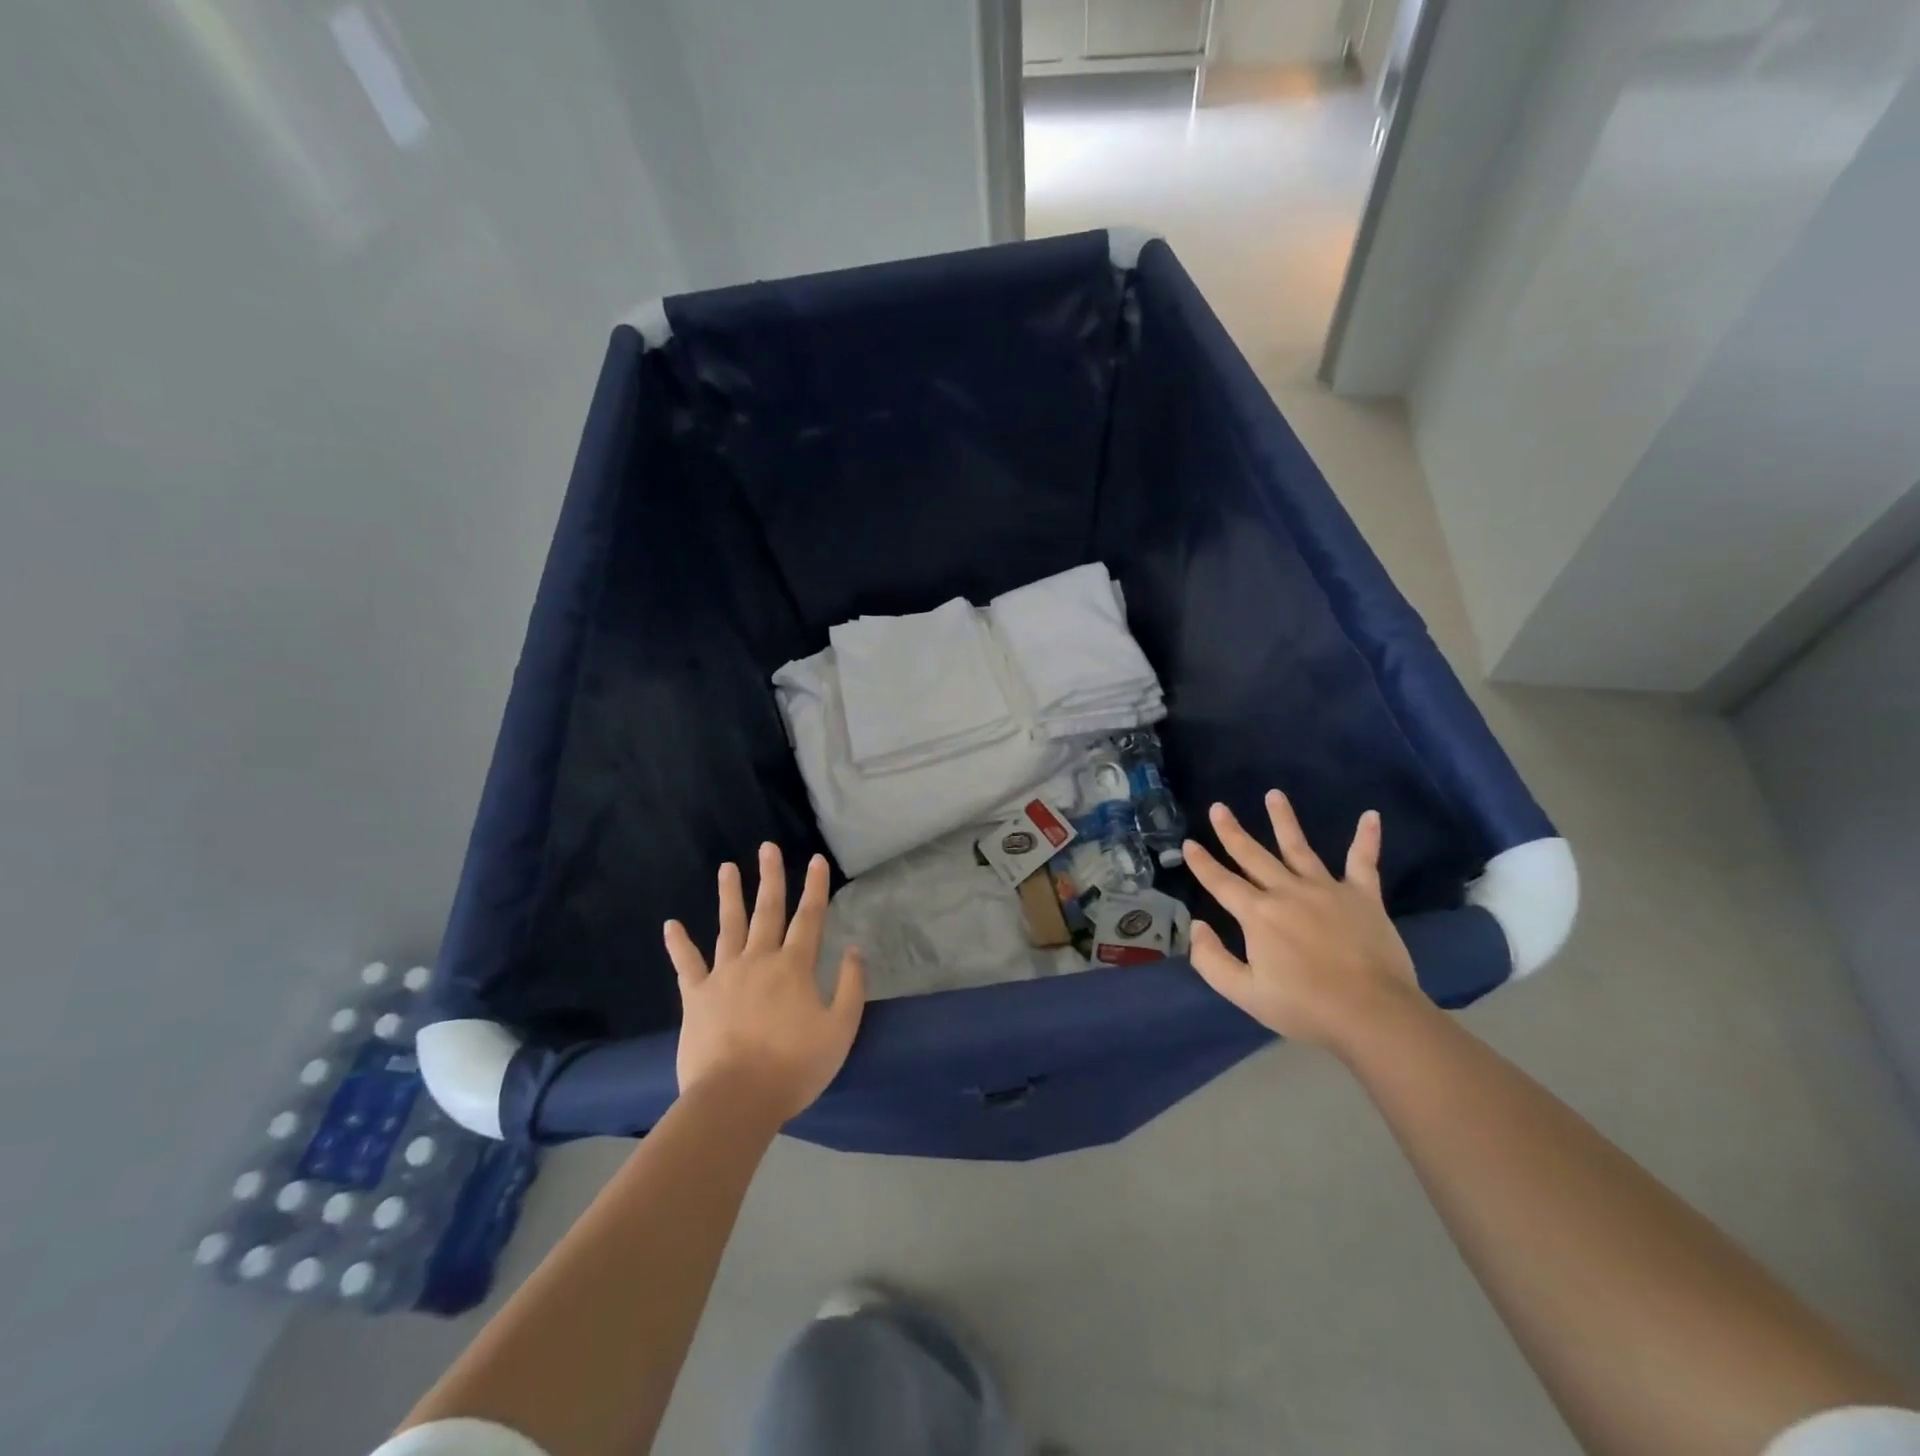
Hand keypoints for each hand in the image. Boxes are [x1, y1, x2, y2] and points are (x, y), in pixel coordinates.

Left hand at [664, 844, 864, 1123]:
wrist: (735, 1100)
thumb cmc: (794, 1067)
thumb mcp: (840, 1030)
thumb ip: (850, 987)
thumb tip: (854, 950)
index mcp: (794, 967)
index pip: (810, 918)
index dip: (815, 887)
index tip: (816, 859)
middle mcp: (759, 960)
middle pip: (767, 911)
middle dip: (771, 877)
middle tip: (768, 847)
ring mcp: (724, 975)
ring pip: (728, 926)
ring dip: (729, 895)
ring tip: (727, 867)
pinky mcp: (697, 997)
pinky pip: (687, 965)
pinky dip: (679, 944)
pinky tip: (671, 925)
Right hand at [1183, 791, 1420, 1051]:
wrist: (1373, 1014)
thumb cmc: (1305, 1006)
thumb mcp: (1245, 994)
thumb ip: (1212, 960)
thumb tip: (1197, 926)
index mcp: (1257, 914)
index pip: (1221, 882)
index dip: (1202, 864)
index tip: (1188, 844)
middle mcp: (1287, 892)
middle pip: (1253, 855)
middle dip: (1232, 831)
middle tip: (1218, 808)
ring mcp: (1326, 889)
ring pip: (1298, 848)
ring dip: (1284, 820)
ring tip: (1274, 794)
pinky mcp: (1362, 896)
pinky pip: (1363, 861)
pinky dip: (1366, 839)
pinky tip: (1370, 816)